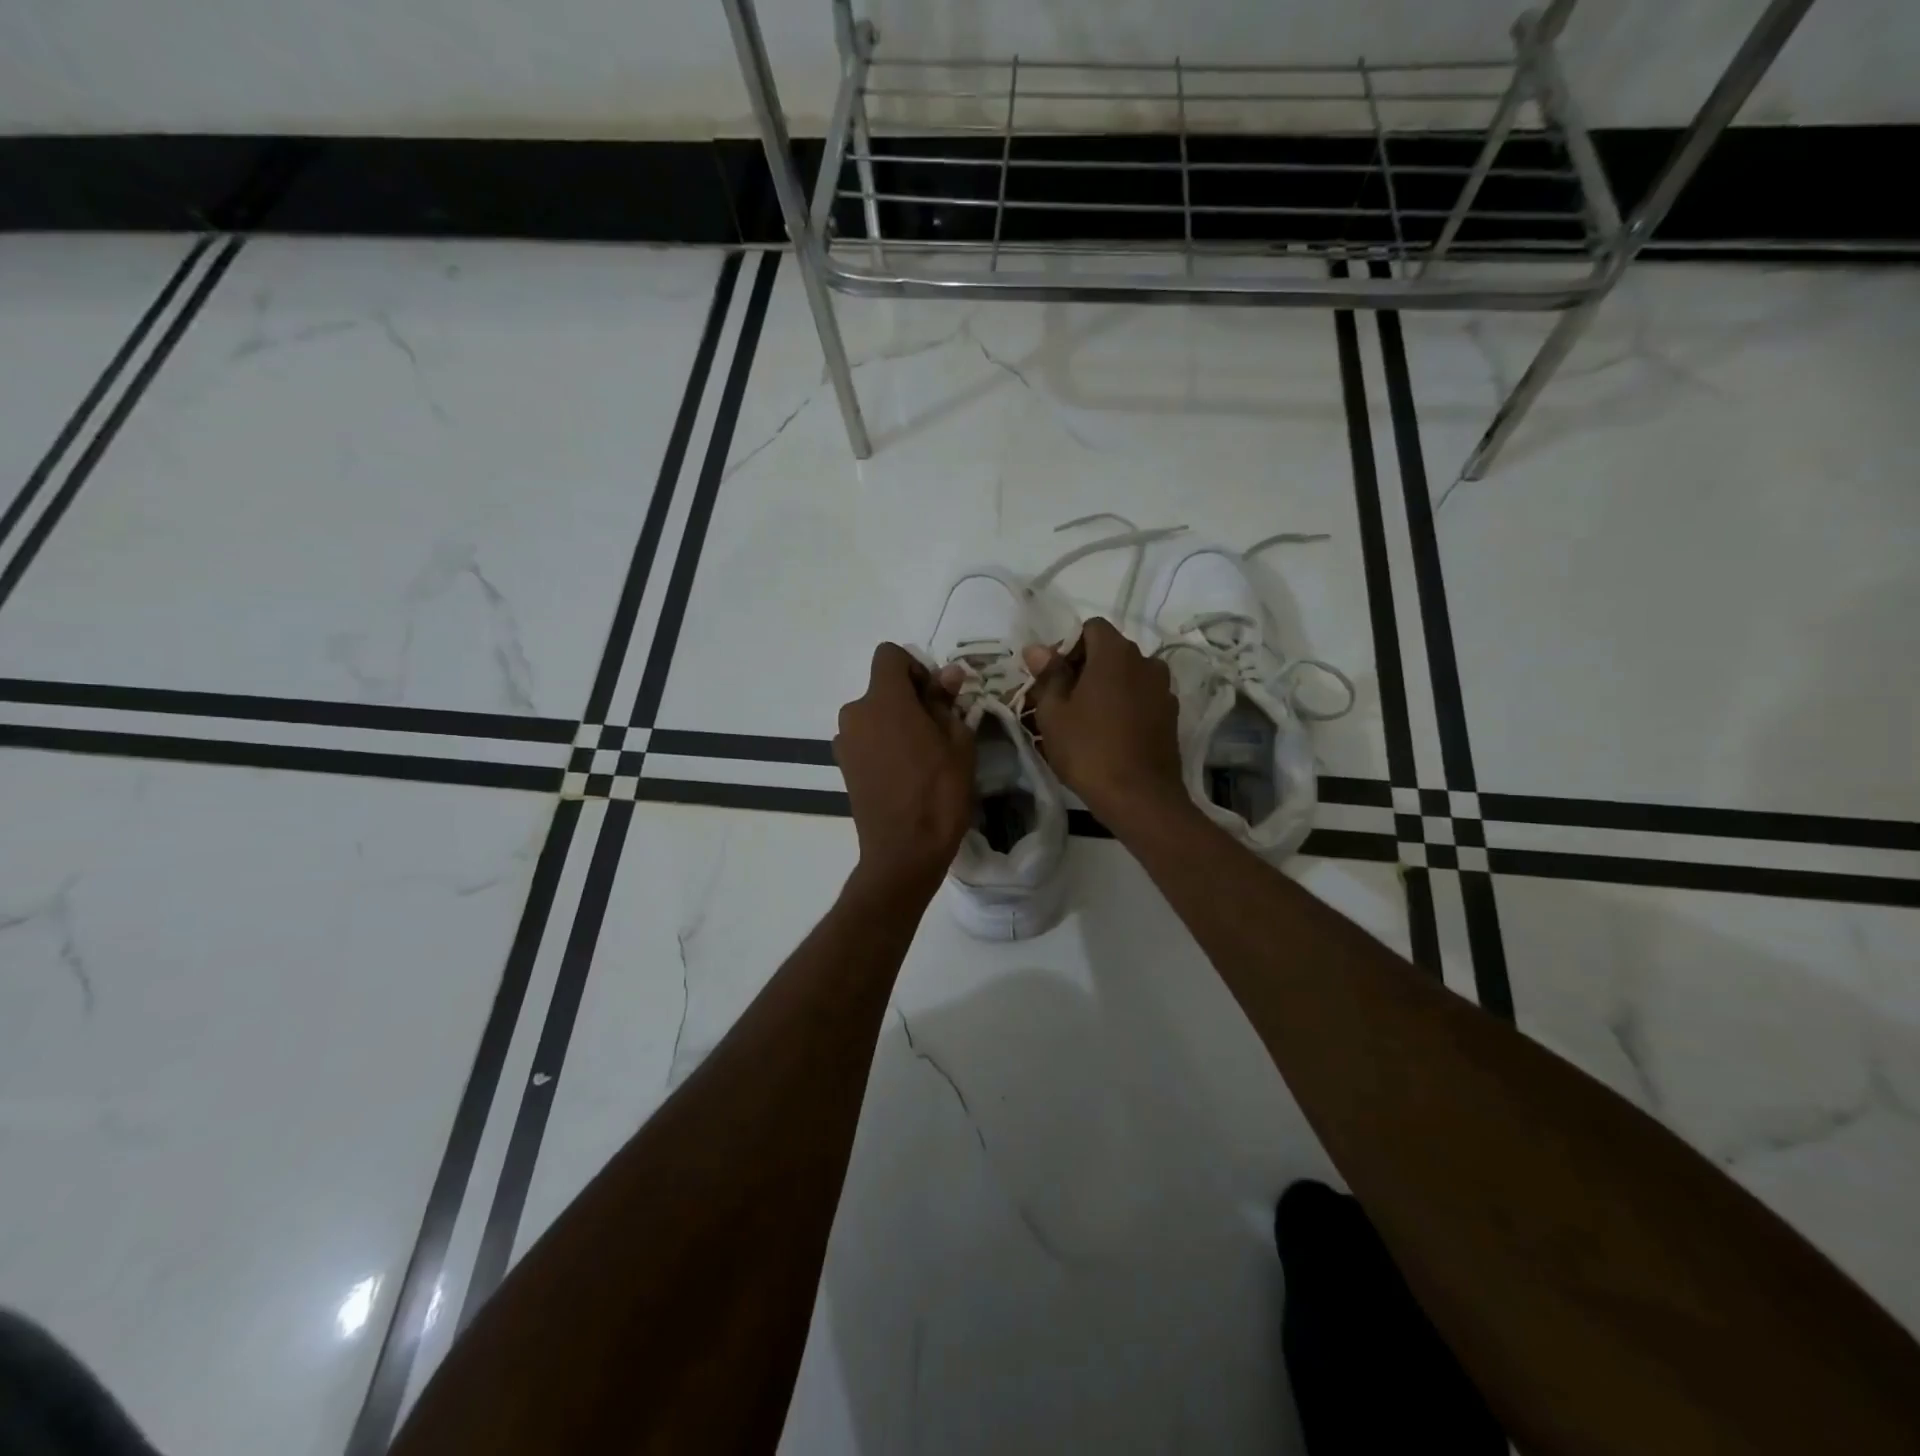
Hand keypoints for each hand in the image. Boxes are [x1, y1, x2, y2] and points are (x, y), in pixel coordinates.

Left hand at [835, 643, 975, 894]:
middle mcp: (855, 713)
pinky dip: (884, 743)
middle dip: (910, 698)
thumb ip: (947, 702)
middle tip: (939, 729)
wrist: (904, 851)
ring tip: (924, 755)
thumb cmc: (939, 792)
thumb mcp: (958, 742)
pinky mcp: (843, 766)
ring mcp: (845, 741)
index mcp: (883, 700)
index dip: (916, 667)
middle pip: (882, 687)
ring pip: (875, 714)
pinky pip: (867, 738)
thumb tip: (948, 674)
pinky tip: (905, 772)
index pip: (890, 655)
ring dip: (897, 722)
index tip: (936, 696)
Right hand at [1023, 618, 1189, 827]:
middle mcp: (1146, 662)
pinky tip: (1110, 734)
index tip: (1054, 677)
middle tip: (1063, 700)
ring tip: (1086, 719)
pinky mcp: (1171, 716)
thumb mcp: (1054, 713)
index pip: (1092, 628)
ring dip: (1107, 688)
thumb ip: (1048, 675)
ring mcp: (1163, 689)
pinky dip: (1125, 706)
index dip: (1069, 646)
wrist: (1140, 797)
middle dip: (1086, 667)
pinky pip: (1142, 698)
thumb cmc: (1088, 750)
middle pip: (1111, 651)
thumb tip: (1038, 649)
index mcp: (1116, 653)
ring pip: (1128, 676)